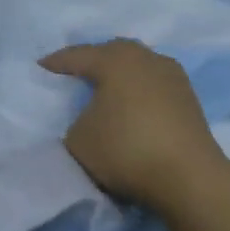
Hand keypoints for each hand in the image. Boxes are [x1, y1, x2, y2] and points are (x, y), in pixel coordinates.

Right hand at [40, 38, 229, 208]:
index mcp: (116, 60)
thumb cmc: (125, 149)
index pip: (78, 56)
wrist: (189, 177)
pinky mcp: (189, 98)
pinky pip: (153, 84)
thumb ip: (76, 121)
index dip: (56, 63)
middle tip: (73, 73)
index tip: (40, 67)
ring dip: (120, 75)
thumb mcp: (78, 139)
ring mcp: (173, 76)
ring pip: (138, 66)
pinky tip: (131, 105)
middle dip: (92, 60)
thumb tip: (90, 119)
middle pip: (113, 52)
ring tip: (104, 89)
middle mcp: (146, 58)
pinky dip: (138, 90)